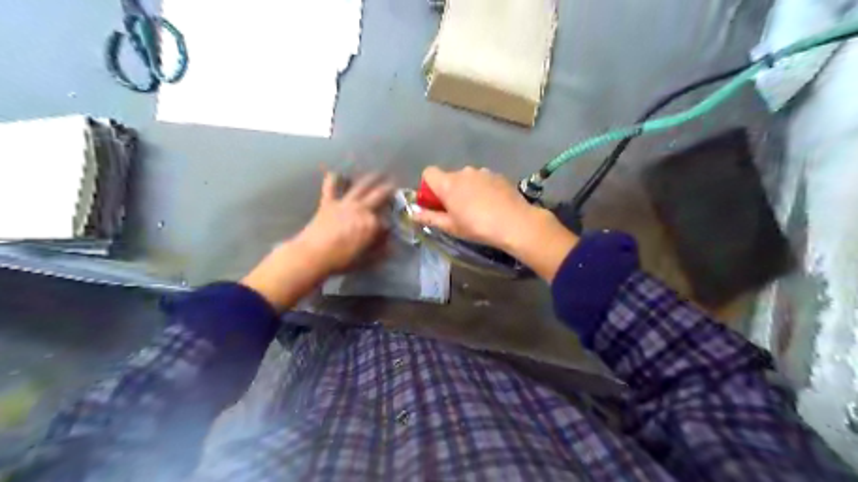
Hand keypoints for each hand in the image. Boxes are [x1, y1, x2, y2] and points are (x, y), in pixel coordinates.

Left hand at [292, 172, 390, 275]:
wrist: (313, 255)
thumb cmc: (341, 260)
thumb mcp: (366, 260)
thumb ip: (380, 251)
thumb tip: (390, 245)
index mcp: (372, 224)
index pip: (385, 222)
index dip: (388, 226)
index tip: (388, 230)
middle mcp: (362, 209)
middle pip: (379, 196)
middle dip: (389, 190)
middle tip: (394, 185)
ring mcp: (345, 203)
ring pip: (361, 186)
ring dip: (371, 178)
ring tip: (378, 173)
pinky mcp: (328, 202)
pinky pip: (331, 186)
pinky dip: (334, 179)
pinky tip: (337, 174)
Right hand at [413, 164, 537, 248]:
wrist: (515, 223)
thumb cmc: (478, 227)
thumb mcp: (451, 227)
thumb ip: (430, 217)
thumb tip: (413, 214)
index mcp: (448, 183)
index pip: (428, 173)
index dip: (428, 187)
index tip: (436, 203)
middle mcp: (463, 172)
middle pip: (448, 177)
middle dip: (449, 191)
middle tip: (457, 211)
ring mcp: (482, 172)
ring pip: (467, 178)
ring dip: (466, 189)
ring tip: (478, 209)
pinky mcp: (498, 175)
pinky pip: (482, 180)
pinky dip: (482, 189)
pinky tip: (492, 205)